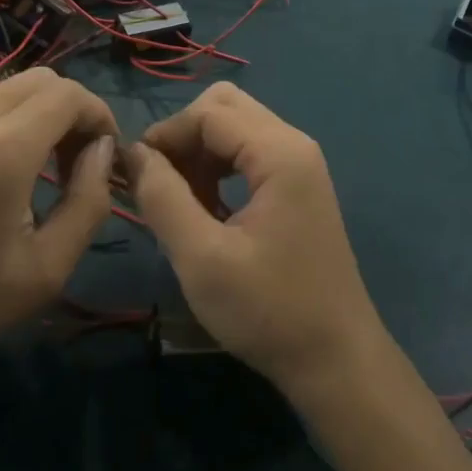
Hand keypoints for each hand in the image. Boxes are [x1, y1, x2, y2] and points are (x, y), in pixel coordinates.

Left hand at [0, 69, 118, 401]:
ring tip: (6, 180)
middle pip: (36, 81)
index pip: (69, 93)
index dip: (97, 114)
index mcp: (3, 149)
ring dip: (17, 124)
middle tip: (63, 162)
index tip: (99, 152)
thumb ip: (89, 201)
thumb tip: (100, 149)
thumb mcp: (45, 270)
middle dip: (64, 112)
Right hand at [125, 84, 386, 400]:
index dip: (165, 134)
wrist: (337, 362)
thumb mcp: (202, 259)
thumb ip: (163, 198)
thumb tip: (134, 154)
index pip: (208, 112)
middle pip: (225, 107)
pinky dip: (219, 167)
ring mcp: (299, 163)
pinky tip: (206, 209)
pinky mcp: (297, 185)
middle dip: (184, 135)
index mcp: (279, 152)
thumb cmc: (270, 311)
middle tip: (159, 181)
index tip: (134, 173)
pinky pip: (248, 152)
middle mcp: (293, 144)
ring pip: (235, 127)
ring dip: (200, 152)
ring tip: (179, 200)